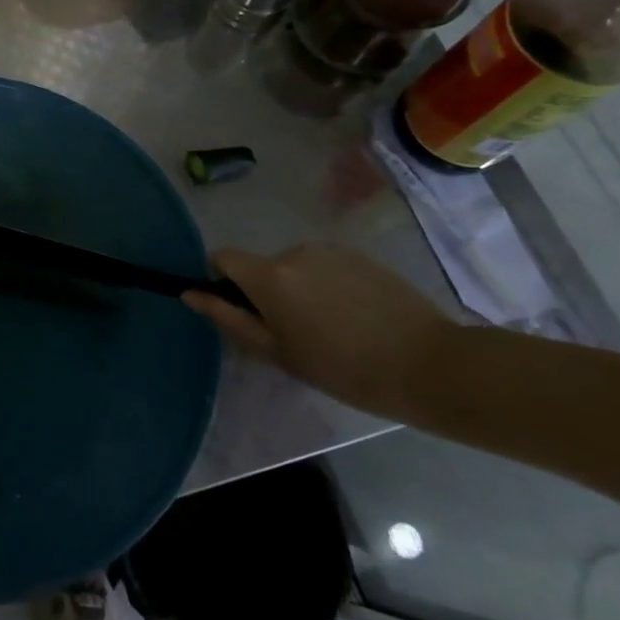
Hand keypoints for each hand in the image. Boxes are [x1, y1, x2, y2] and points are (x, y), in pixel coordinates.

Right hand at [182, 244, 454, 414]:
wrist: (429, 365)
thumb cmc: (343, 369)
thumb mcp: (277, 352)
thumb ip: (228, 318)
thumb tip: (190, 293)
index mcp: (268, 275)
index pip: (222, 257)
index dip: (221, 281)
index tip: (242, 312)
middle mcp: (293, 251)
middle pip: (261, 266)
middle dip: (267, 293)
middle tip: (294, 335)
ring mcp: (330, 251)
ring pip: (295, 268)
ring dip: (300, 291)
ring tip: (331, 330)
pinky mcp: (361, 256)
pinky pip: (326, 267)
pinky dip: (328, 287)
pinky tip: (356, 319)